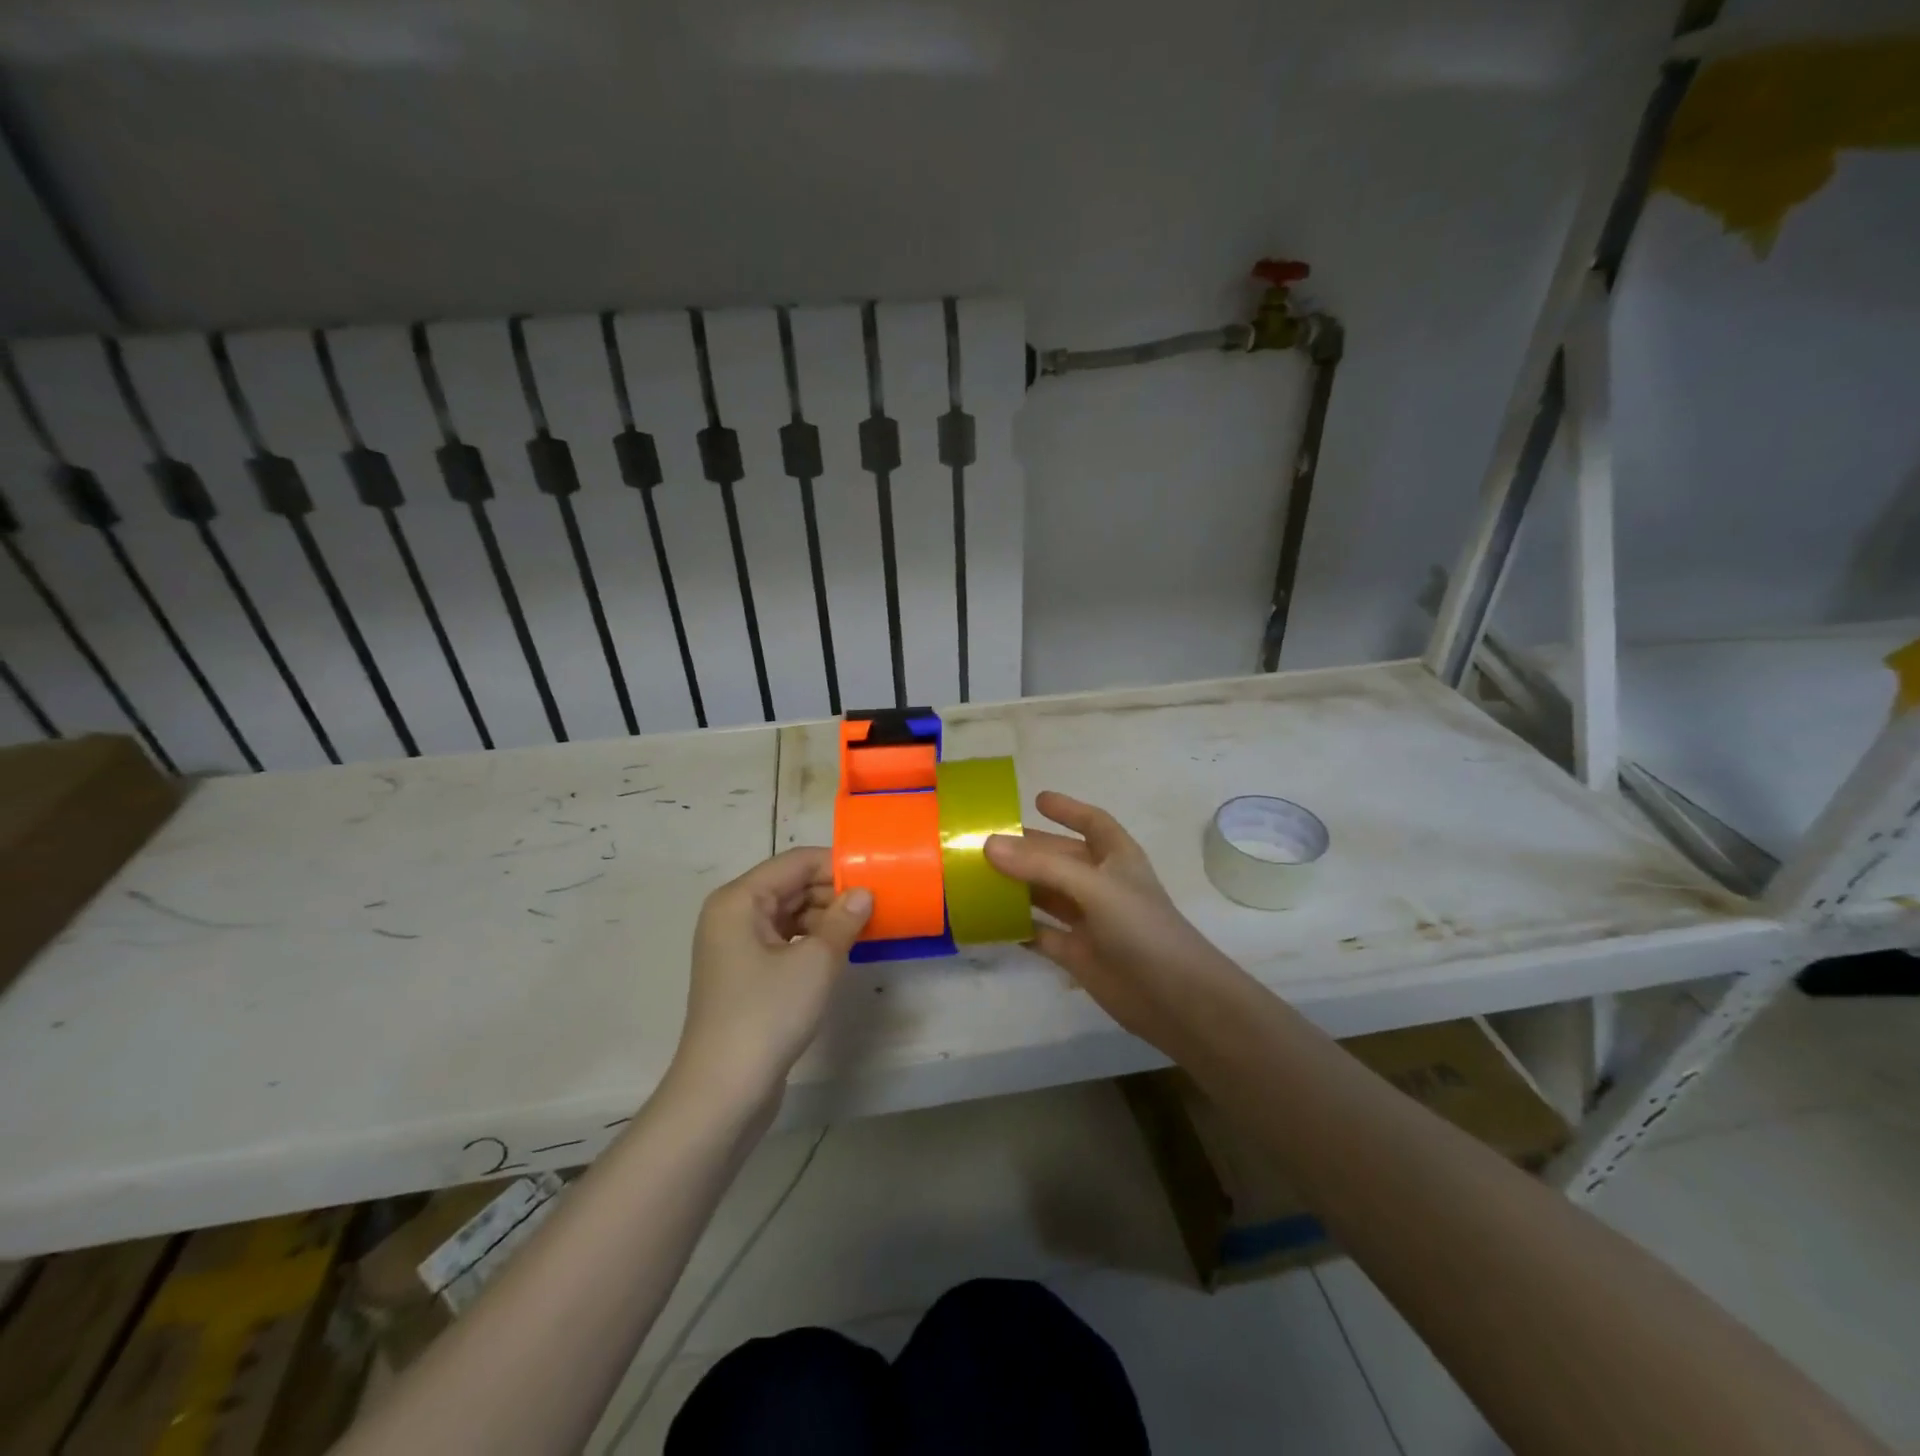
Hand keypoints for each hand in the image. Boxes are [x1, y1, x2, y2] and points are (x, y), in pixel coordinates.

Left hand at [672, 848, 871, 1109]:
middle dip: (833, 892)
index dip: (837, 866)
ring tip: (866, 928)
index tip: (877, 878)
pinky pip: (784, 941)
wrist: (723, 1092)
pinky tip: (841, 952)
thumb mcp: (816, 963)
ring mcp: (735, 946)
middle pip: (791, 886)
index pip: (796, 862)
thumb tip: (864, 893)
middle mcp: (732, 915)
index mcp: (739, 900)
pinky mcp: (744, 975)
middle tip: (878, 905)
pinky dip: (812, 941)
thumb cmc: (767, 1015)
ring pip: (789, 914)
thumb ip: (844, 920)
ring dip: (826, 918)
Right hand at [985, 792, 1248, 1055]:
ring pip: (1046, 894)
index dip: (1068, 809)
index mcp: (1117, 858)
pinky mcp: (1077, 953)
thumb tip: (989, 844)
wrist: (1173, 998)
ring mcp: (1089, 920)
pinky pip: (1040, 933)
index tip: (1037, 799)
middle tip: (985, 841)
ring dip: (1017, 886)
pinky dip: (1017, 927)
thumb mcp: (1093, 887)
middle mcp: (1102, 884)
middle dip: (1028, 849)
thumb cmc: (1140, 928)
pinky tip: (988, 921)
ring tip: (977, 876)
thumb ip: (1041, 865)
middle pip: (1059, 858)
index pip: (1093, 822)